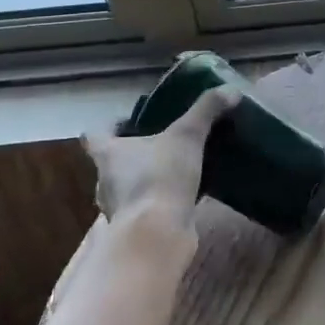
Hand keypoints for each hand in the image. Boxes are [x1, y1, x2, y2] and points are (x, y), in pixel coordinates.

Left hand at [81, 86, 237, 247]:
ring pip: (129, 188)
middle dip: (134, 154)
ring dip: (147, 180)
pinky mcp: (137, 229)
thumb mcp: (187, 136)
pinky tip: (185, 197)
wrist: (158, 234)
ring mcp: (120, 209)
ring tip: (177, 171)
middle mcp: (106, 181)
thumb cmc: (160, 177)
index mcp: (108, 154)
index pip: (94, 135)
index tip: (128, 121)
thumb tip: (230, 90)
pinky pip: (148, 209)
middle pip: (112, 162)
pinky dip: (161, 203)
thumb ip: (206, 110)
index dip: (109, 126)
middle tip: (162, 144)